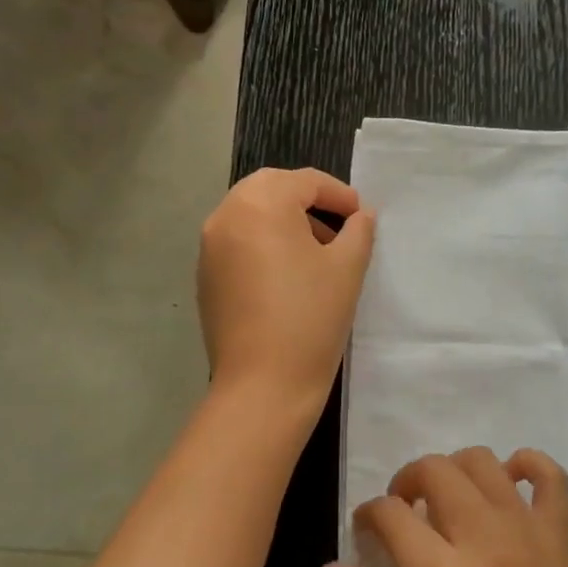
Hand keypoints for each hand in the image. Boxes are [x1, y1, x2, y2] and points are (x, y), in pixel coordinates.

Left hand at [197, 167, 375, 411]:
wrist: (263, 385)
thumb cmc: (311, 317)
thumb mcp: (347, 268)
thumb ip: (358, 231)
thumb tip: (360, 216)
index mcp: (260, 204)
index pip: (305, 181)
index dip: (339, 194)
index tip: (362, 216)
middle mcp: (226, 216)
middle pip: (270, 189)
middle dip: (306, 200)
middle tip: (338, 223)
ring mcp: (209, 248)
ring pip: (250, 214)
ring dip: (283, 220)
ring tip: (317, 251)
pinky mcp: (205, 277)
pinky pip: (237, 242)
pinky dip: (263, 243)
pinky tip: (287, 275)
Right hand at [324, 448, 567, 566]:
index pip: (390, 511)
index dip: (369, 514)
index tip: (367, 532)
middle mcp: (482, 538)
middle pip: (434, 469)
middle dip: (407, 481)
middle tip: (405, 513)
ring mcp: (526, 532)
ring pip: (482, 461)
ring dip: (455, 470)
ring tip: (448, 502)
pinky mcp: (560, 537)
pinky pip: (550, 476)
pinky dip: (527, 464)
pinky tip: (509, 481)